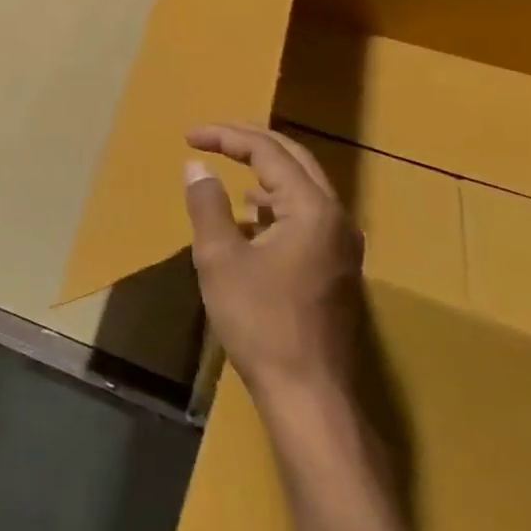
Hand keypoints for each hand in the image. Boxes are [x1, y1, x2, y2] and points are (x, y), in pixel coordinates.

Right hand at [183, 123, 364, 405]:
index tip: (189, 136)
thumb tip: (196, 165)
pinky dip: (276, 202)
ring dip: (266, 171)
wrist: (309, 395)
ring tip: (230, 167)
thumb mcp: (220, 258)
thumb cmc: (260, 321)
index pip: (269, 152)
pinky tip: (252, 216)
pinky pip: (306, 215)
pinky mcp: (336, 268)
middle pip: (295, 159)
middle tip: (213, 135)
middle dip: (251, 142)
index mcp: (313, 209)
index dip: (227, 137)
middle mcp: (336, 218)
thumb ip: (207, 204)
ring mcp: (341, 246)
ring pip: (304, 187)